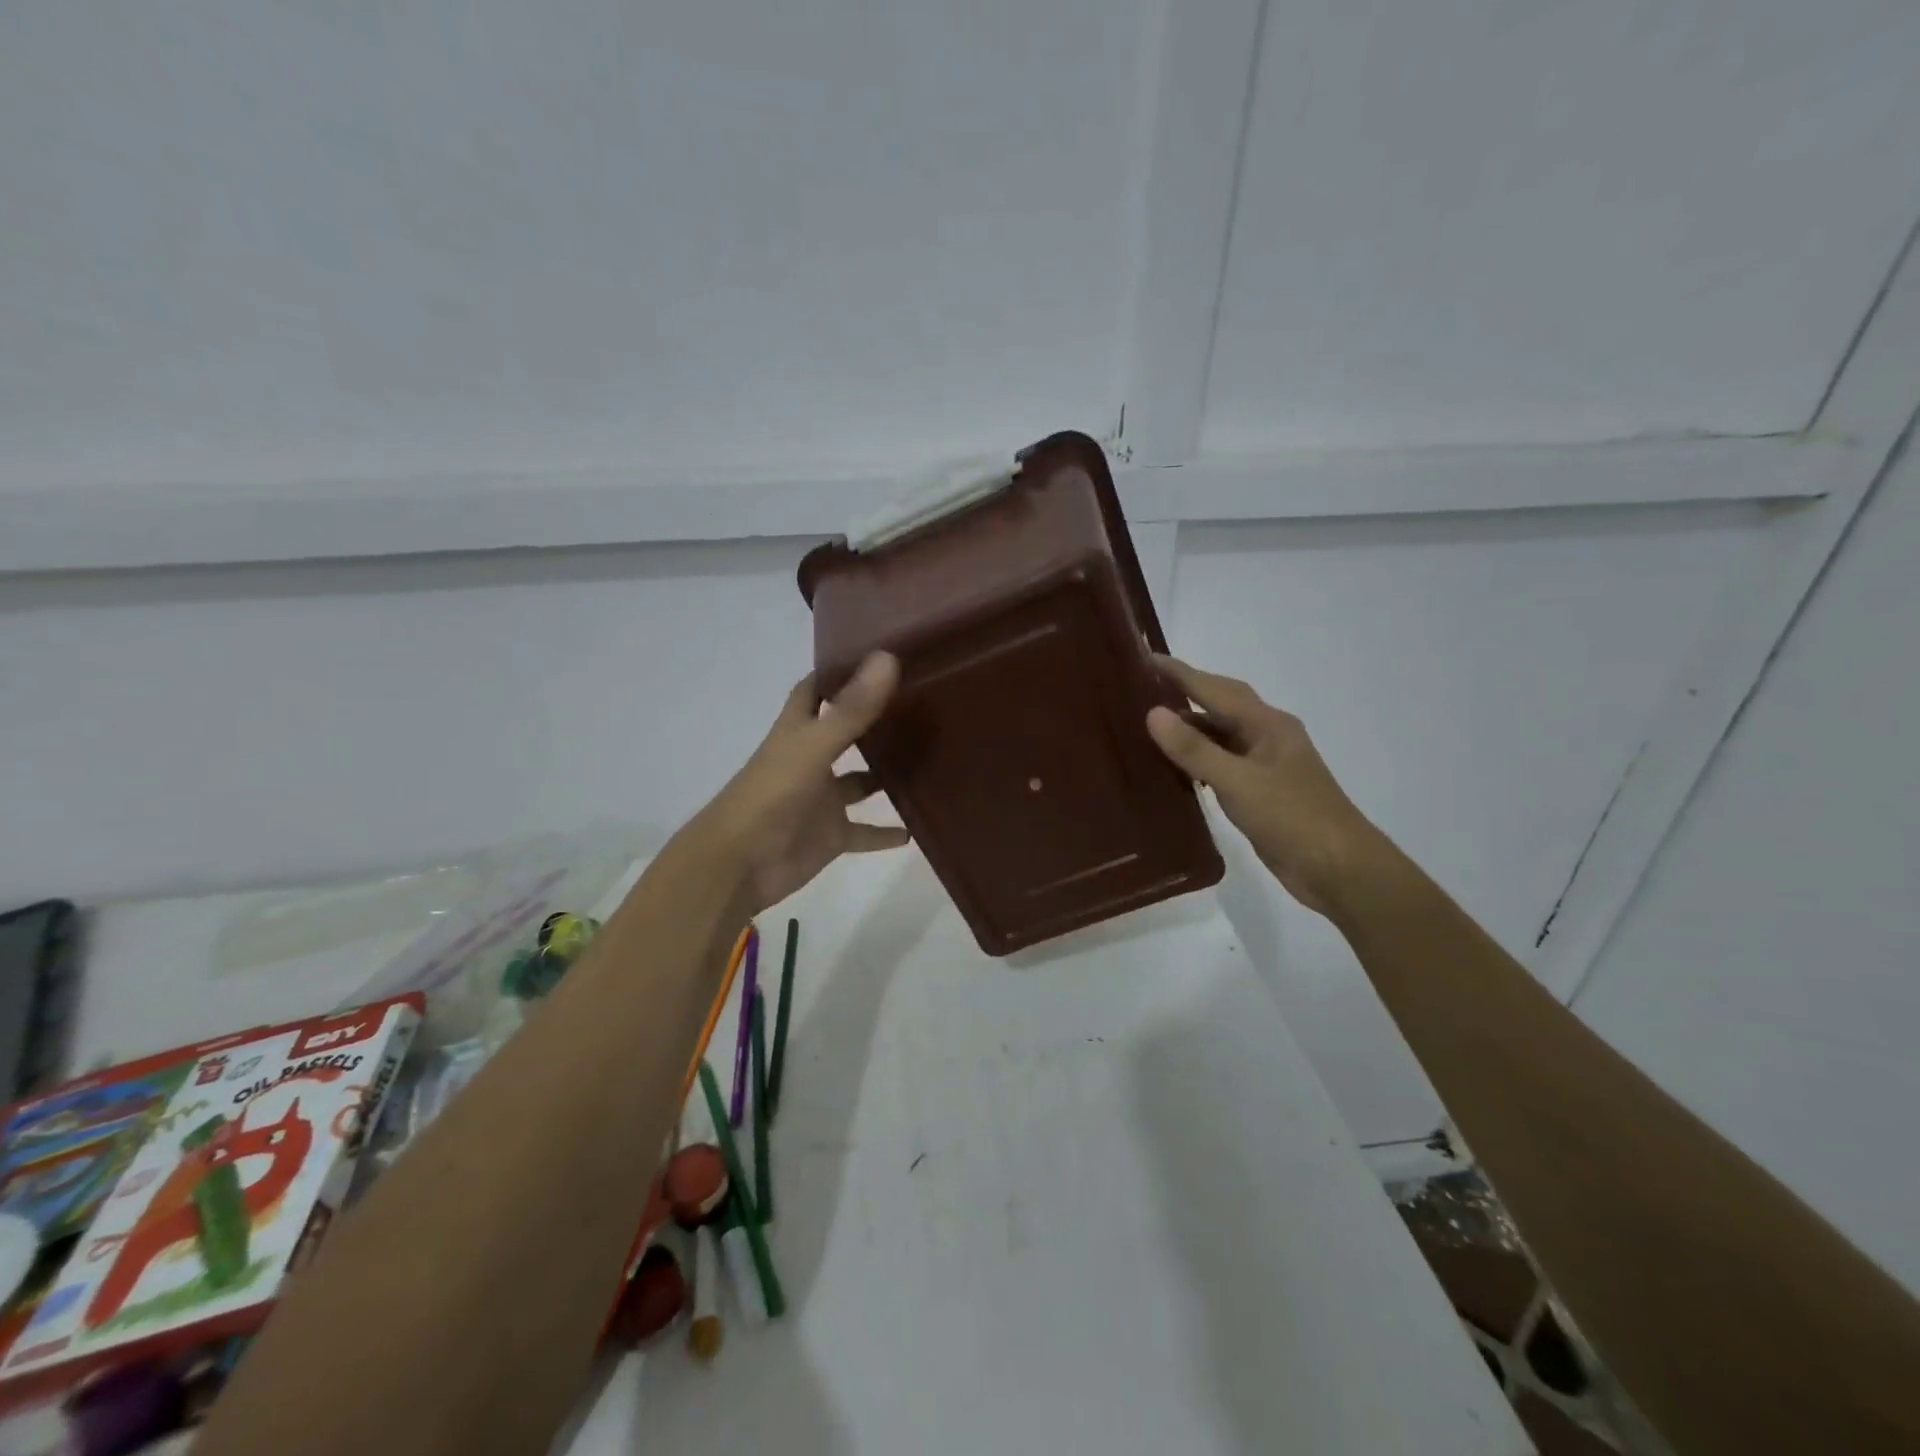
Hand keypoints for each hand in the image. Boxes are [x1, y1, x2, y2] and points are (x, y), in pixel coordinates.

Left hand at [692, 653, 912, 912]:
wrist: (739, 865)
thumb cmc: (771, 795)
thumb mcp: (813, 747)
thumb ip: (851, 710)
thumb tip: (887, 658)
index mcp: (798, 731)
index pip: (816, 690)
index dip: (838, 671)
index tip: (878, 654)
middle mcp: (811, 759)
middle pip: (845, 732)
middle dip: (875, 719)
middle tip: (920, 703)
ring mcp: (822, 799)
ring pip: (860, 782)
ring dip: (886, 775)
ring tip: (929, 759)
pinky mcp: (830, 835)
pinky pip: (864, 831)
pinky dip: (885, 832)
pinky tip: (916, 827)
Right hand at [1145, 655, 1389, 917]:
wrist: (1340, 871)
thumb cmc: (1293, 819)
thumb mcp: (1239, 782)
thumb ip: (1195, 750)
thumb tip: (1153, 713)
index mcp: (1268, 724)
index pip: (1215, 688)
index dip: (1180, 673)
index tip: (1144, 658)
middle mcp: (1266, 737)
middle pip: (1219, 706)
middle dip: (1183, 694)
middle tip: (1140, 689)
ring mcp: (1264, 765)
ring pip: (1219, 736)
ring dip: (1187, 730)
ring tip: (1145, 726)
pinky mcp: (1260, 792)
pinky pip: (1220, 764)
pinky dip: (1196, 760)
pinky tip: (1173, 768)